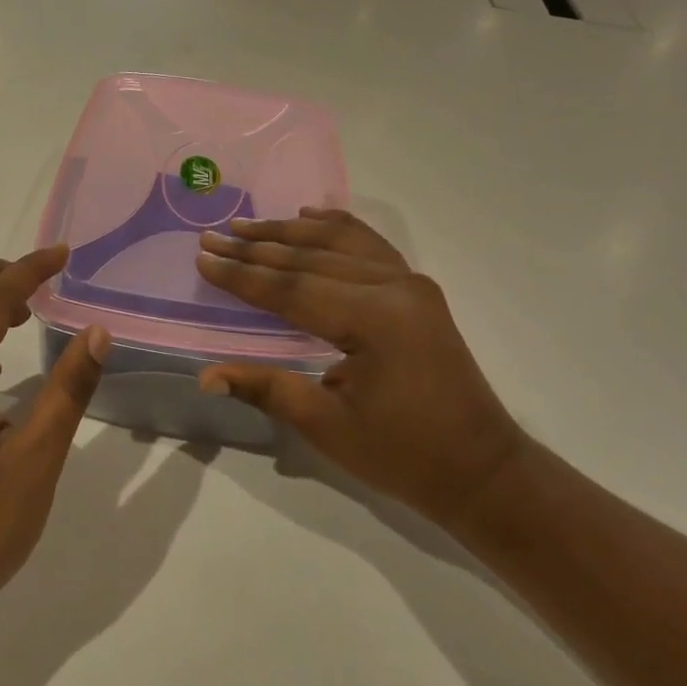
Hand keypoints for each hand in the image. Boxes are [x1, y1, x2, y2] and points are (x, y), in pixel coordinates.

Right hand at [194, 208, 524, 528]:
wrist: (482, 469)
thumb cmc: (404, 455)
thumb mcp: (329, 428)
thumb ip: (268, 389)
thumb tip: (206, 375)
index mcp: (374, 320)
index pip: (291, 289)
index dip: (243, 276)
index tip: (204, 257)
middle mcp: (394, 287)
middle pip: (311, 258)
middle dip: (257, 248)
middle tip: (214, 234)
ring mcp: (410, 282)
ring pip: (339, 242)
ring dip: (289, 232)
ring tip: (246, 224)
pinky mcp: (417, 289)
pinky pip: (369, 245)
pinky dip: (336, 227)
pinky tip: (310, 216)